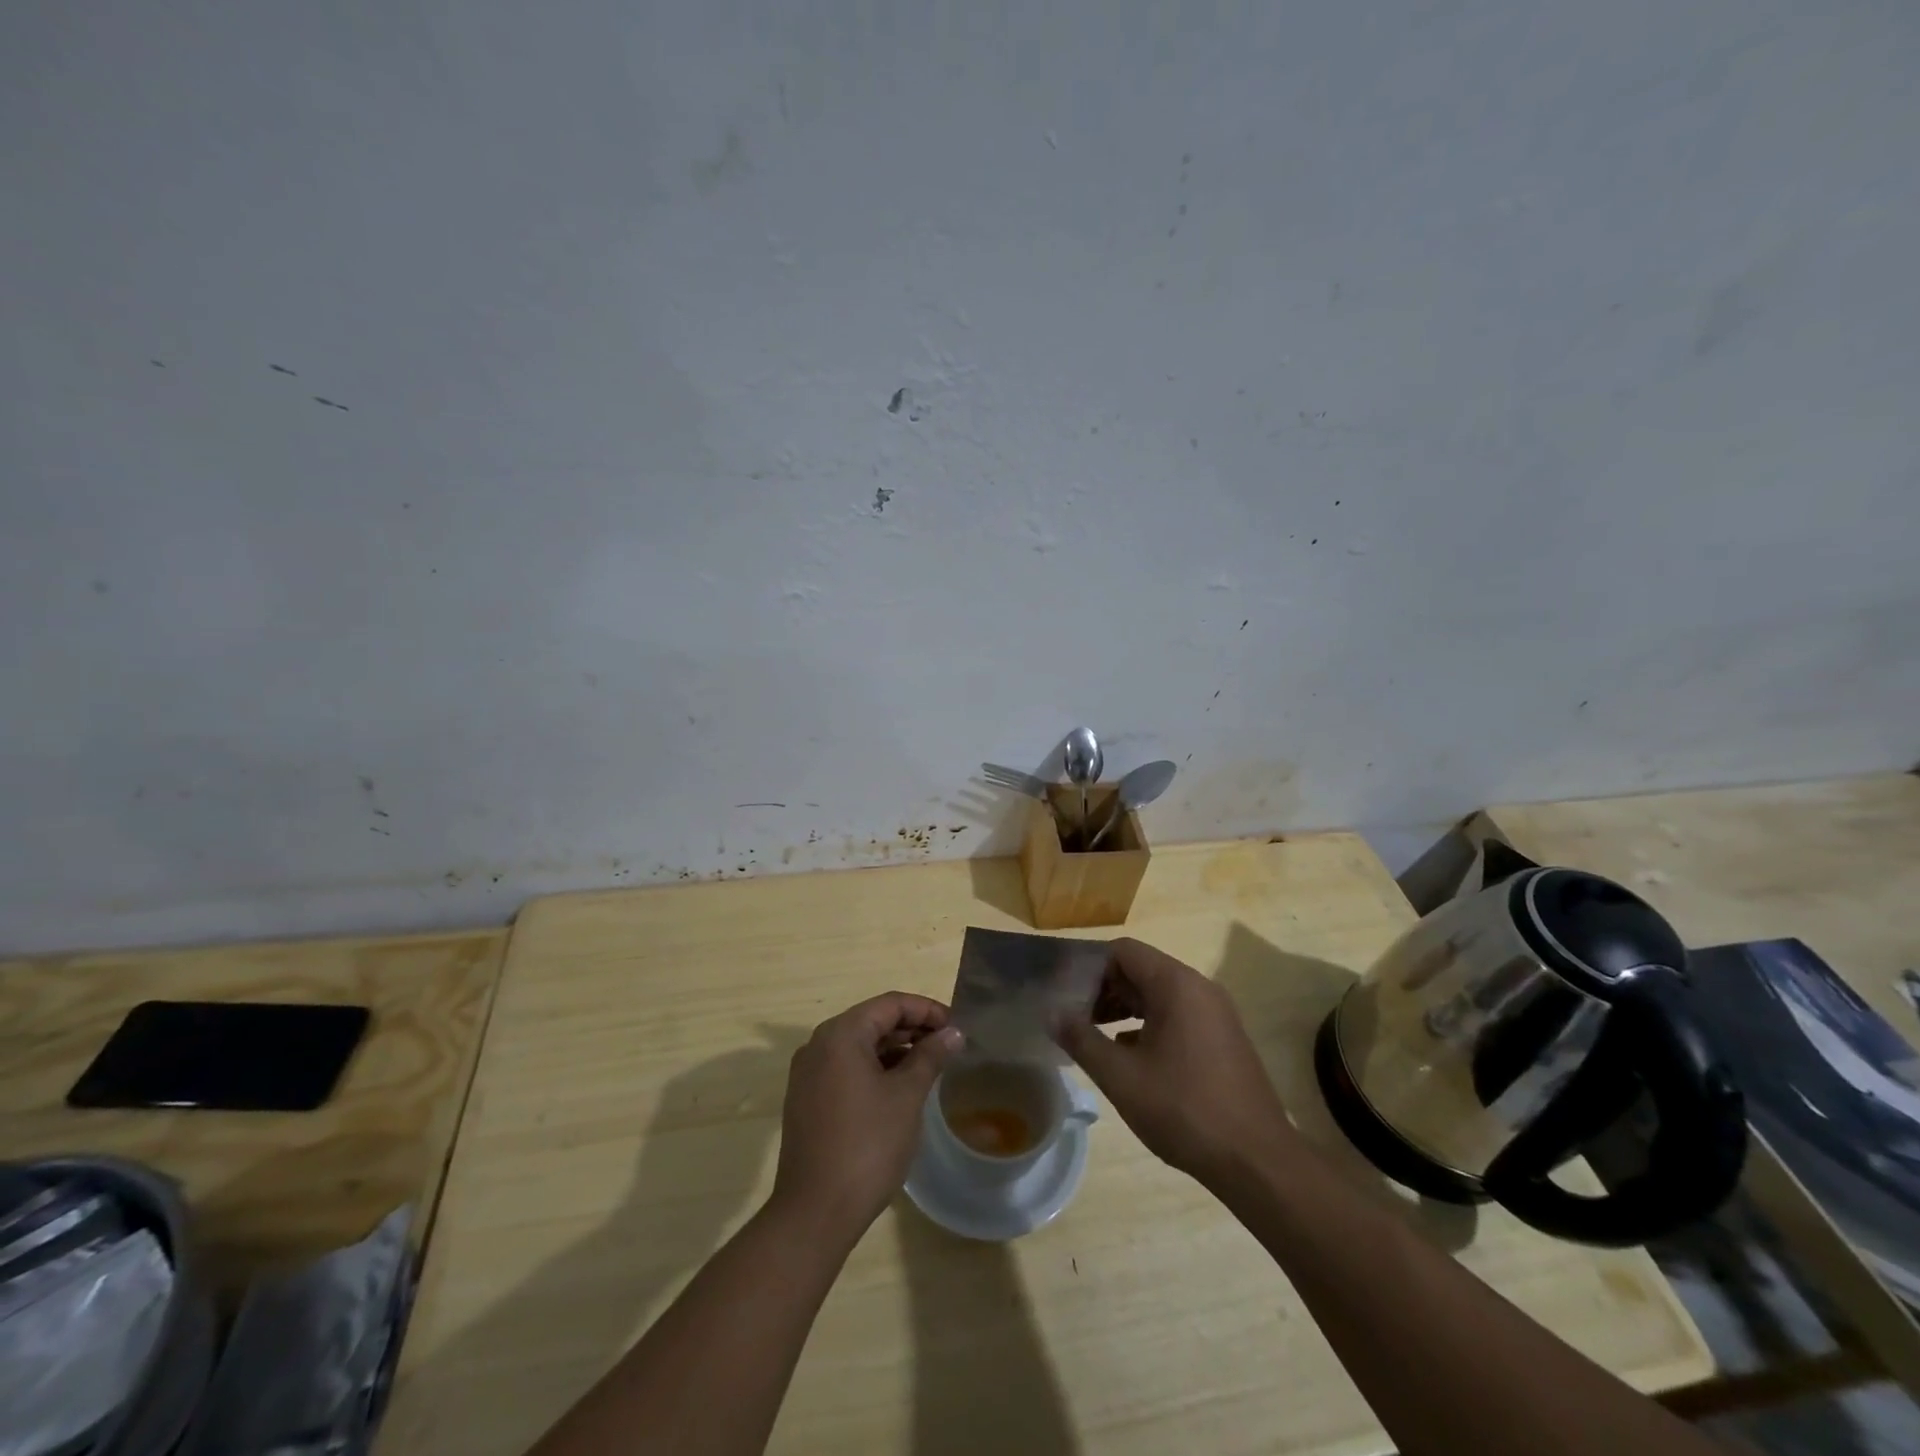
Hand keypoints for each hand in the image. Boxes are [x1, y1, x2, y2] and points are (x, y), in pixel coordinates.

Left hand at [770, 992, 963, 1243]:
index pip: (890, 1004)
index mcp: (840, 1034)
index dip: (926, 1010)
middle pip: (872, 1021)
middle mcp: (818, 1045)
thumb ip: (930, 1057)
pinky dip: (875, 1069)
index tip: (956, 1026)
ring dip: (895, 1050)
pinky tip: (899, 1088)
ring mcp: (808, 1074)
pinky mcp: (806, 1100)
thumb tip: (953, 1033)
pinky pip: (846, 1069)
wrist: (815, 1212)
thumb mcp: (907, 1096)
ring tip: (930, 1066)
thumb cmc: (867, 1145)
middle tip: (948, 1045)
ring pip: (859, 1046)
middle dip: (912, 1029)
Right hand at [1057, 938, 1295, 1187]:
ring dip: (1124, 1008)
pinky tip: (1129, 1057)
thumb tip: (1052, 1013)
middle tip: (1074, 1018)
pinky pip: (1178, 1015)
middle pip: (1141, 970)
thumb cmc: (1184, 1109)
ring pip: (1159, 994)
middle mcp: (1199, 987)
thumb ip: (1081, 1039)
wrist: (1257, 1161)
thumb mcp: (1121, 1076)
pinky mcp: (1223, 1038)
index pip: (1123, 951)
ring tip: (1094, 1036)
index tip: (1065, 994)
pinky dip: (1148, 1025)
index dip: (1089, 967)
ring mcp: (1216, 1013)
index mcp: (1176, 984)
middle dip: (1104, 989)